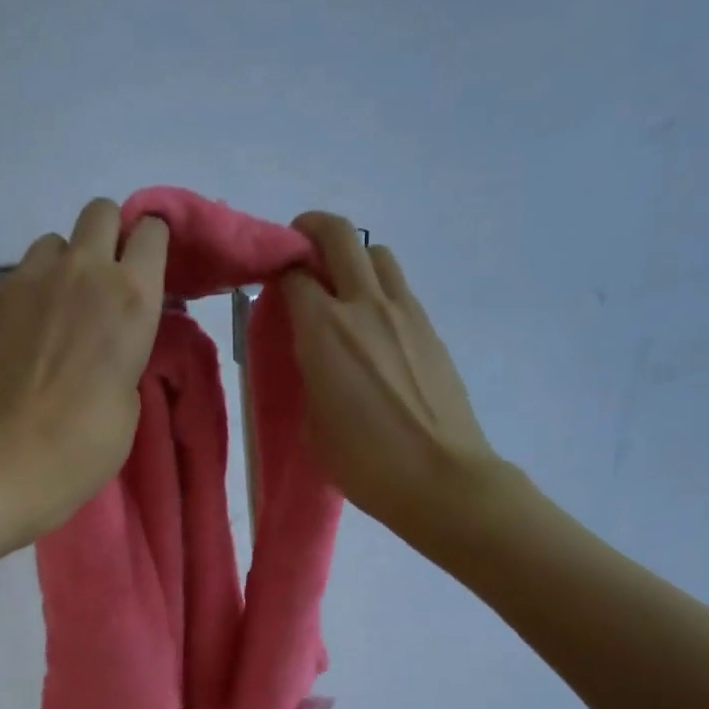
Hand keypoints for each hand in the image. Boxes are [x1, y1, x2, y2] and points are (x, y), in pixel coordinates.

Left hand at [0, 198, 167, 540]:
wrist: (13, 460)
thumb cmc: (89, 441)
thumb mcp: (131, 390)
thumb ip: (126, 344)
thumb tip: (110, 332)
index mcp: (133, 296)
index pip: (152, 230)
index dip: (150, 245)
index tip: (145, 268)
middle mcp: (83, 271)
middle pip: (100, 211)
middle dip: (107, 236)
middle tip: (101, 282)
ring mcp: (29, 280)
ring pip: (52, 243)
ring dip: (62, 266)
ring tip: (55, 311)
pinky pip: (17, 279)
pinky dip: (26, 298)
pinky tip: (21, 339)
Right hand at [282, 212, 501, 537]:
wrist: (441, 478)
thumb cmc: (365, 462)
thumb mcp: (314, 422)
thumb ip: (308, 375)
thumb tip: (314, 355)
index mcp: (324, 331)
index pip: (293, 271)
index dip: (275, 267)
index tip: (267, 280)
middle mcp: (364, 306)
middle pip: (338, 235)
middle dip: (312, 230)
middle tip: (299, 252)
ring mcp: (405, 313)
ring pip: (376, 254)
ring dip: (353, 259)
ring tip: (341, 292)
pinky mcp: (431, 329)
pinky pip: (399, 288)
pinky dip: (379, 290)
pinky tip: (373, 329)